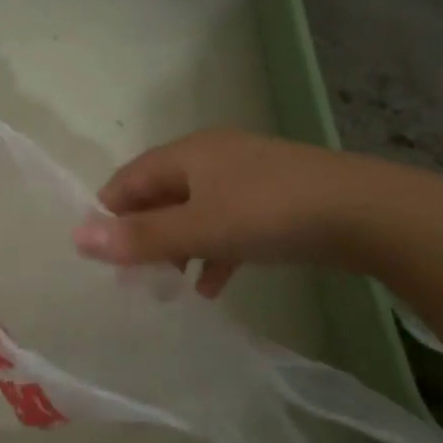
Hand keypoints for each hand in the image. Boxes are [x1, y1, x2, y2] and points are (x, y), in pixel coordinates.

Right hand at [72, 129, 408, 294]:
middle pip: (159, 196)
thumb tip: (76, 237)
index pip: (129, 179)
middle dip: (142, 236)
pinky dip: (213, 253)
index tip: (99, 254)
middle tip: (130, 277)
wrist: (367, 213)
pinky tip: (212, 287)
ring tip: (166, 289)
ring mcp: (245, 179)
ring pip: (193, 214)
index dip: (108, 213)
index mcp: (187, 154)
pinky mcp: (273, 201)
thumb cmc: (270, 213)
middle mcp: (212, 158)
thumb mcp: (199, 229)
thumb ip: (139, 237)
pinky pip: (227, 226)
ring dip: (177, 249)